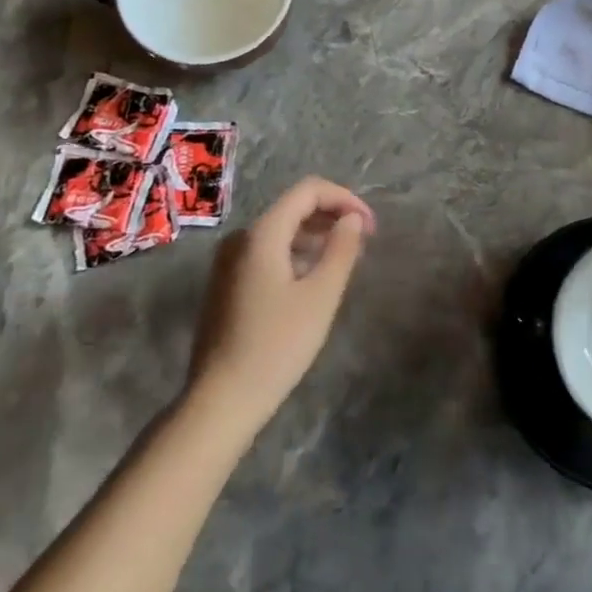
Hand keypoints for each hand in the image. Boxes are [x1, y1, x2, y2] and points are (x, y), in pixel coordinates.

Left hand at [187, 177, 375, 429]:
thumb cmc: (276, 345)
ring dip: (316, 236)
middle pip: (293, 207)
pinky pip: (267, 252)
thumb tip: (352, 218)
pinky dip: (295, 254)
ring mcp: (228, 261)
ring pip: (280, 231)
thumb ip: (341, 249)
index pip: (308, 190)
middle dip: (332, 216)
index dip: (345, 198)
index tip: (371, 225)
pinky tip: (313, 279)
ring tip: (345, 259)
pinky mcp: (226, 284)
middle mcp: (241, 238)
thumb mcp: (321, 296)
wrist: (220, 400)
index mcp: (262, 233)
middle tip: (364, 241)